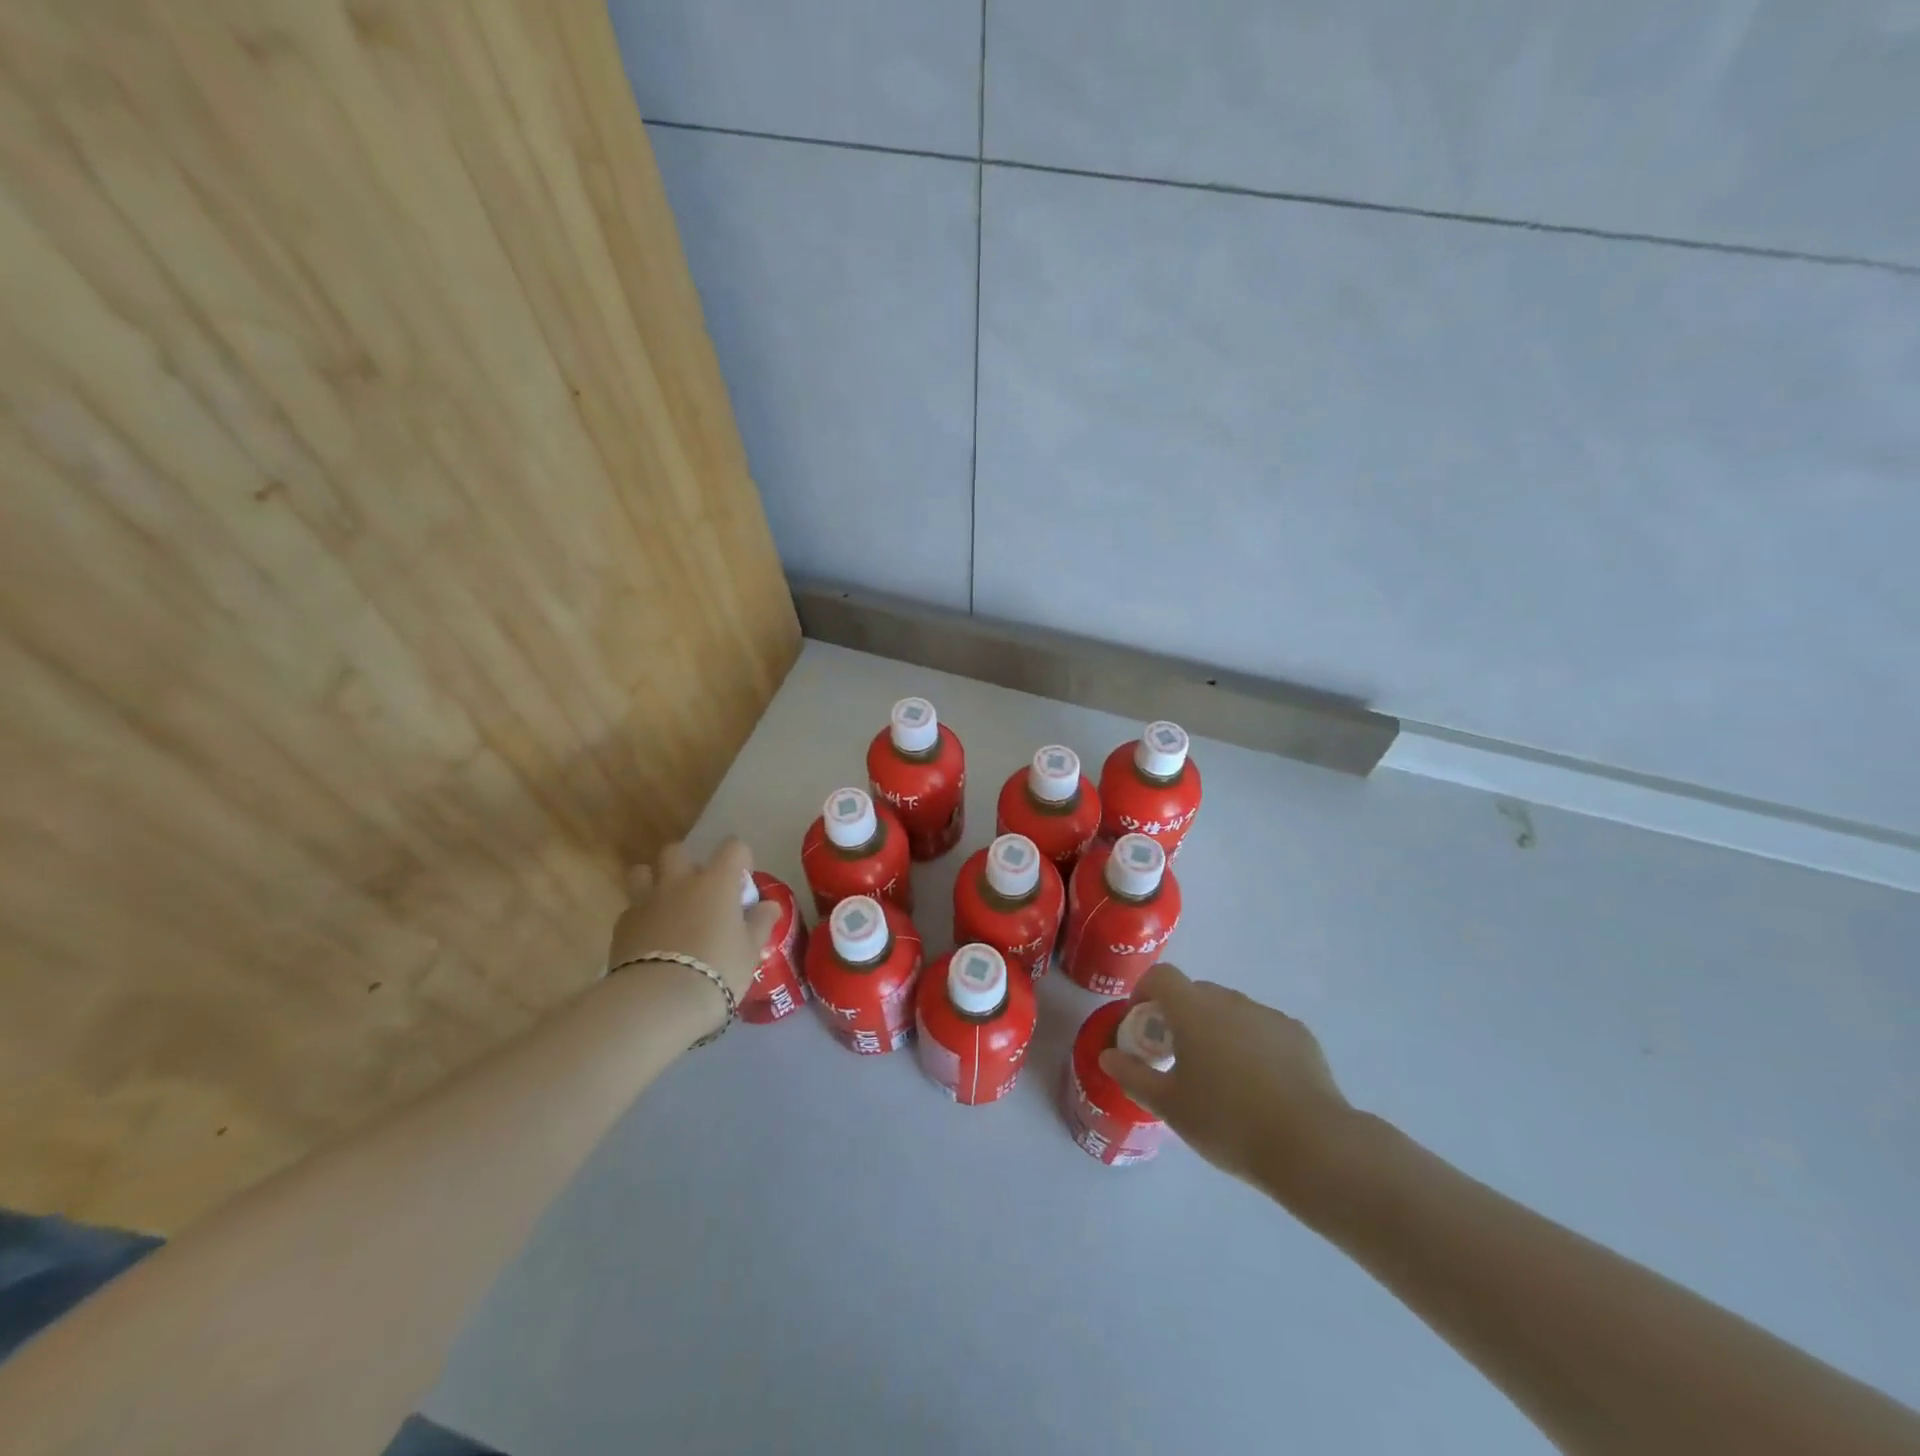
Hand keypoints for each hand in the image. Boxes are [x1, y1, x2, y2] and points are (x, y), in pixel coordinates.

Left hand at [606, 838, 781, 1021]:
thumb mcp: (750, 950)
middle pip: (677, 851)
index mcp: (717, 881)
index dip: (740, 858)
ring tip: (666, 907)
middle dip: (687, 864)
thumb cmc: (717, 969)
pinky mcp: (622, 926)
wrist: (659, 1000)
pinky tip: (649, 941)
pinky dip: (641, 917)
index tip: (742, 882)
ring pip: (642, 872)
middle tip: (699, 892)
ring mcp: (646, 901)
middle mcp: (680, 881)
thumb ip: (760, 923)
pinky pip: (631, 909)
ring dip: (654, 882)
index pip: (733, 847)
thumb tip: (769, 906)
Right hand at [1098, 964, 1356, 1197]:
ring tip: (1221, 1077)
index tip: (1142, 1024)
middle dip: (1180, 1015)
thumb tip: (1108, 1057)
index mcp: (1193, 1010)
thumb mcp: (1170, 1107)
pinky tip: (1260, 1086)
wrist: (1312, 1146)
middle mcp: (1230, 1000)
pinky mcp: (1298, 1034)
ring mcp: (1267, 1014)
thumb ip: (1134, 1076)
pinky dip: (1250, 1044)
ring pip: (1230, 1011)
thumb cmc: (1228, 1122)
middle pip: (1195, 993)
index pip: (1161, 976)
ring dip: (1216, 1029)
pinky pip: (1261, 1028)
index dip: (1145, 992)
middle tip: (1177, 1057)